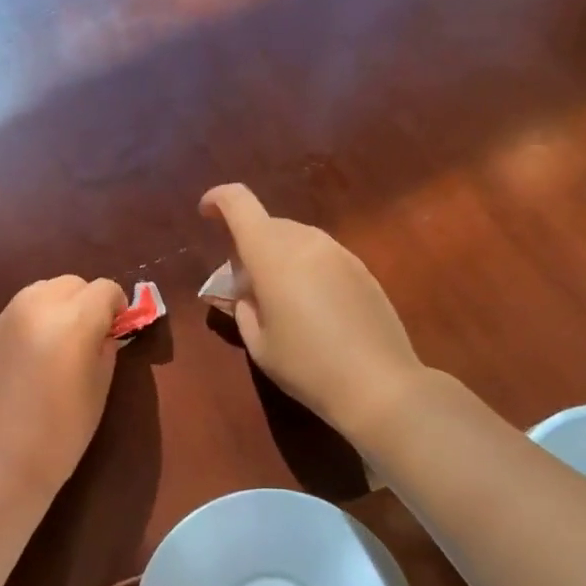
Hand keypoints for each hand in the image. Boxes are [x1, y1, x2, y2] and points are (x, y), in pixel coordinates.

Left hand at [0, 276, 126, 497]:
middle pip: (71, 283)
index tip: (116, 331)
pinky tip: (28, 363)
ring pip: (40, 292)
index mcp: (73, 318)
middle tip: (88, 338)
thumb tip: (104, 333)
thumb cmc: (60, 433)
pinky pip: (16, 315)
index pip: (105, 289)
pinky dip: (30, 325)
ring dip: (57, 308)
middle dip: (86, 302)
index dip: (116, 308)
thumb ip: (105, 350)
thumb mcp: (99, 390)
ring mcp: (4, 318)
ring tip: (57, 347)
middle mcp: (36, 306)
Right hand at [200, 183, 425, 442]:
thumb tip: (248, 291)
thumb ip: (244, 307)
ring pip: (296, 237)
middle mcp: (307, 242)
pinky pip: (321, 254)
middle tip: (243, 283)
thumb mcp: (259, 344)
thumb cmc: (307, 367)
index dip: (218, 200)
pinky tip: (310, 305)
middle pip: (268, 223)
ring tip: (277, 296)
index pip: (239, 204)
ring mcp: (339, 253)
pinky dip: (304, 265)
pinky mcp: (362, 269)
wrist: (380, 384)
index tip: (206, 214)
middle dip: (247, 242)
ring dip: (278, 254)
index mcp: (272, 255)